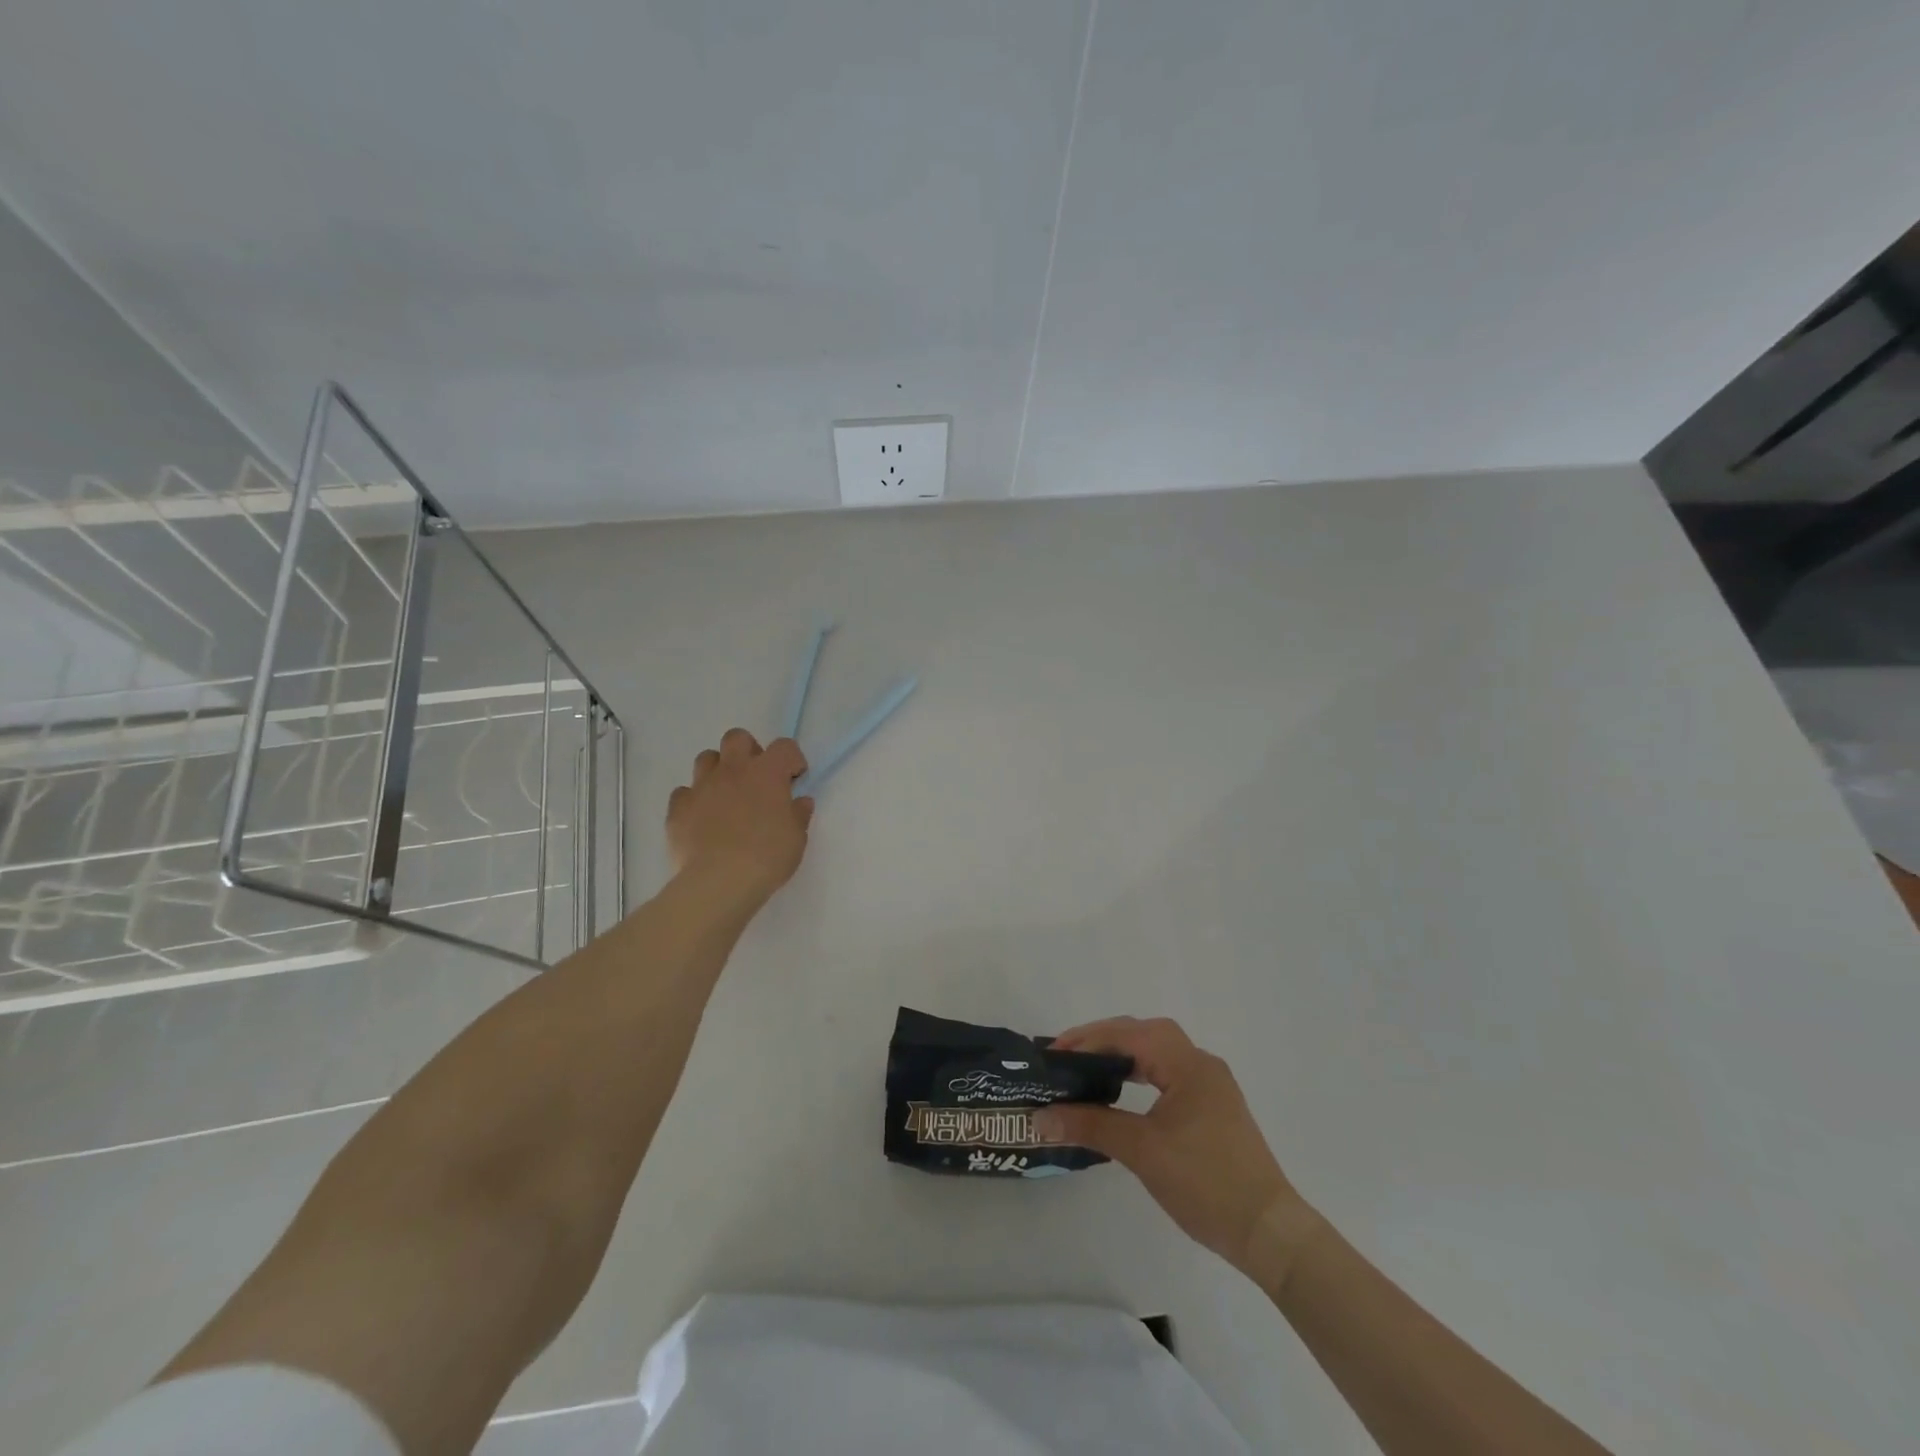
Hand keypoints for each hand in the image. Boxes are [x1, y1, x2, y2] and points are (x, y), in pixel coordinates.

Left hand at [666, 729, 812, 901]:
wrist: (719, 881)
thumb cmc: (767, 857)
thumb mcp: (797, 838)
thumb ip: (798, 814)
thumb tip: (799, 801)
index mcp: (767, 773)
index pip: (784, 746)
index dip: (792, 759)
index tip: (794, 780)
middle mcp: (733, 770)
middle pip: (737, 738)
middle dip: (748, 751)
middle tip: (756, 779)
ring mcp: (702, 786)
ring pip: (706, 759)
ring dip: (718, 771)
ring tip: (727, 796)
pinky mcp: (678, 808)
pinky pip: (684, 793)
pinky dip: (694, 800)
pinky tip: (702, 819)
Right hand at [1033, 1017, 1320, 1289]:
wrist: (1268, 1233)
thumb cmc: (1205, 1183)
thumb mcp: (1142, 1151)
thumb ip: (1090, 1125)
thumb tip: (1041, 1117)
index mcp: (1188, 1064)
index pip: (1129, 1034)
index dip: (1088, 1038)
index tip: (1054, 1053)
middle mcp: (1201, 1064)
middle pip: (1145, 1034)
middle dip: (1104, 1039)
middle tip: (1067, 1056)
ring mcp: (1211, 1086)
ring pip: (1158, 1052)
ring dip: (1123, 1054)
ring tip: (1088, 1069)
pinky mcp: (1213, 1108)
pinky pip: (1168, 1072)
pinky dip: (1140, 1072)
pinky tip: (1123, 1090)